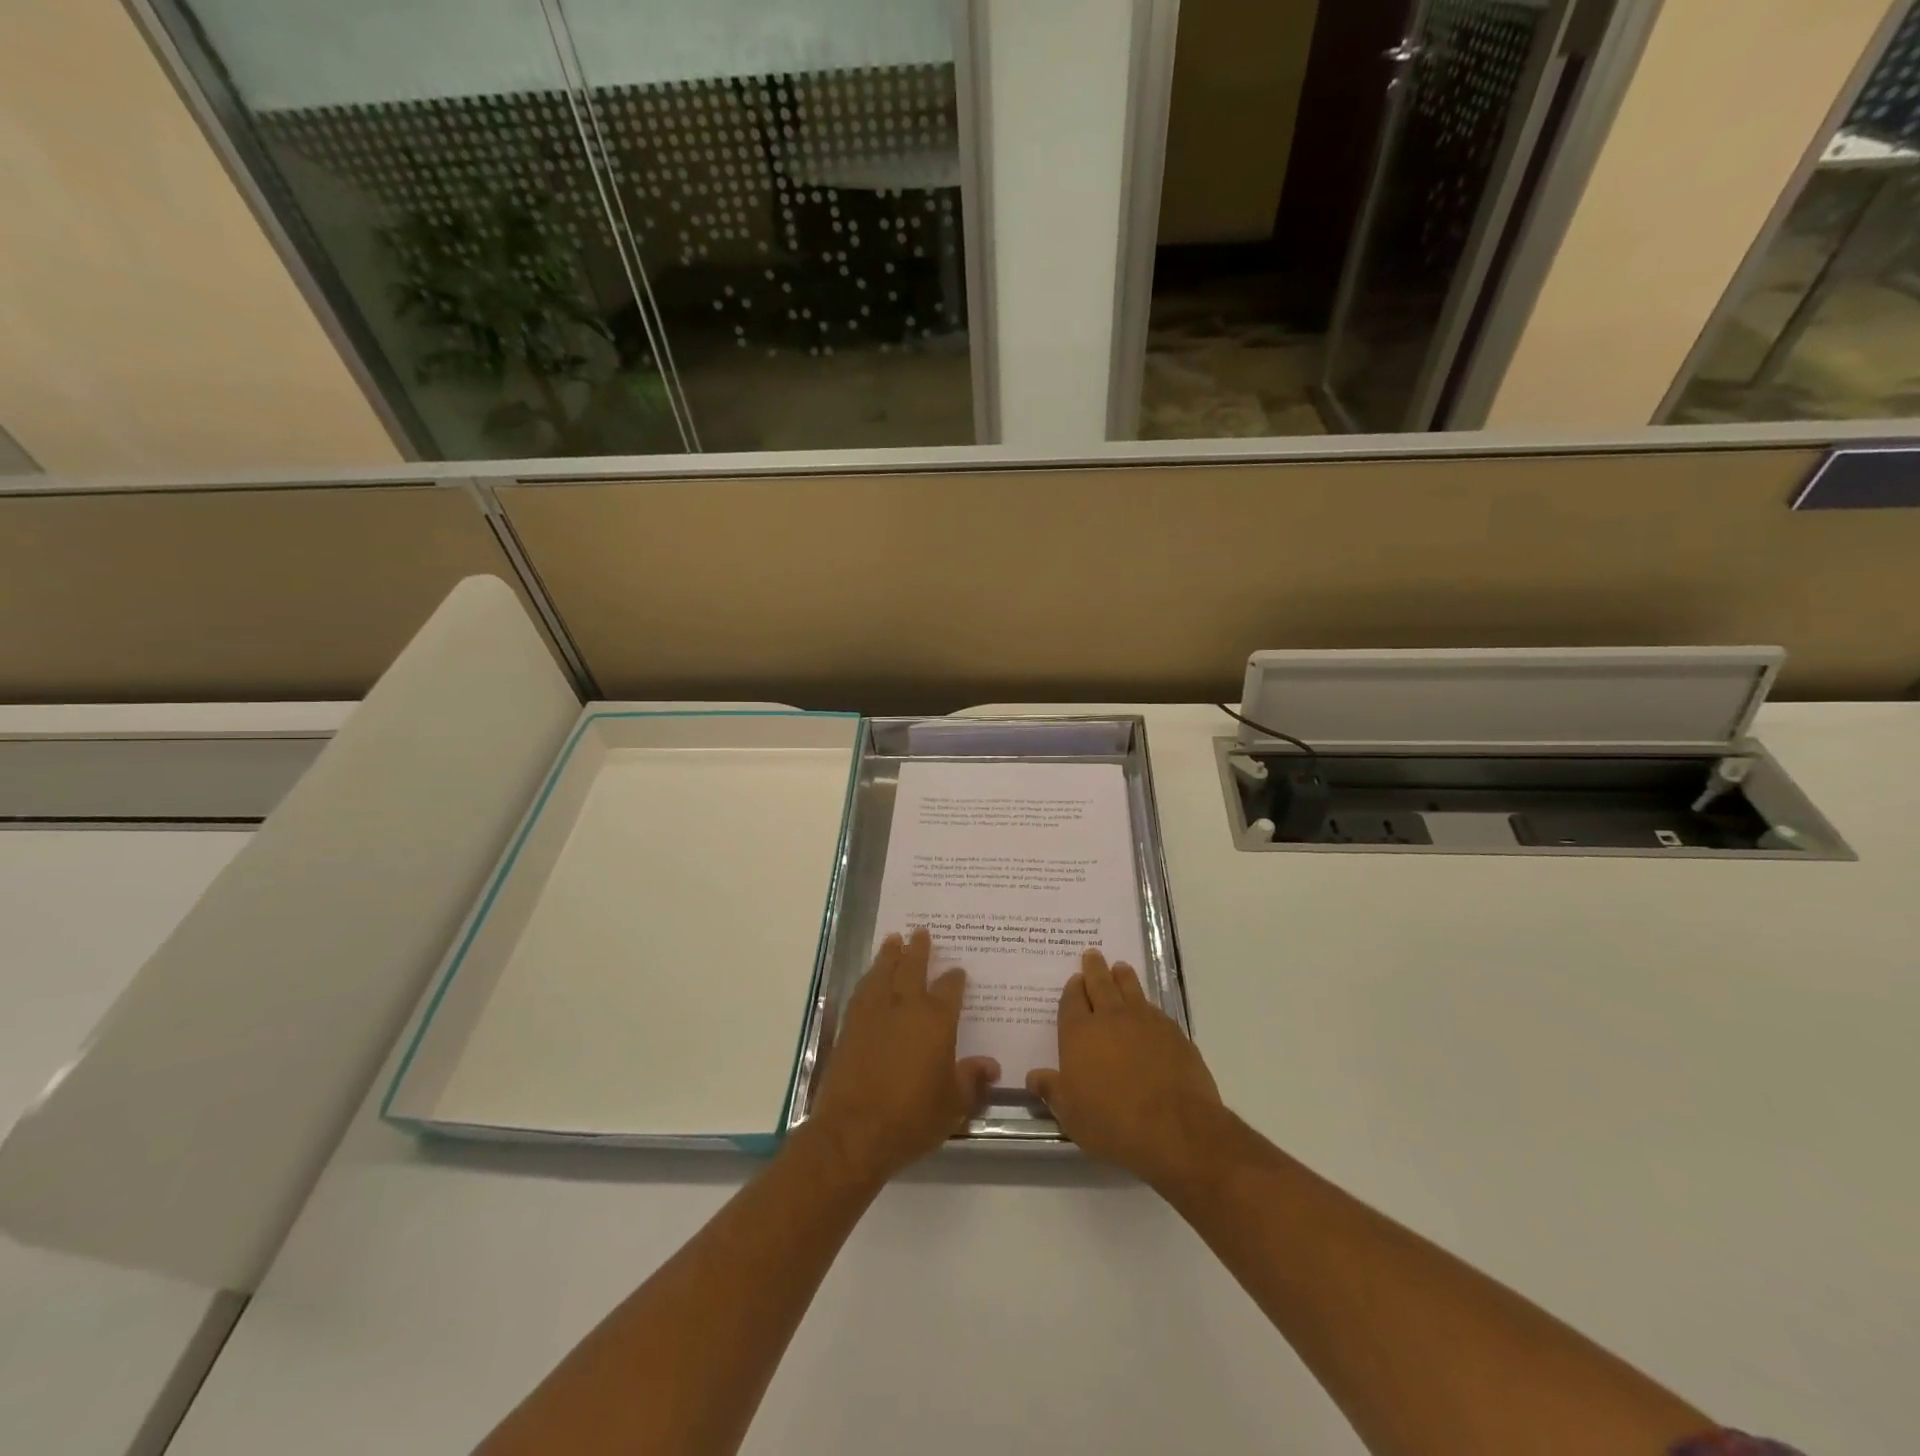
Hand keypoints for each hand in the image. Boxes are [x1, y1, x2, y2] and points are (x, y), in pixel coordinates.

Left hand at [806, 929, 997, 1185]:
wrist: (855, 1131)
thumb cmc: (912, 1117)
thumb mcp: (953, 1104)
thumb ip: (972, 1079)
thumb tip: (991, 1066)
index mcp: (937, 1020)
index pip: (950, 989)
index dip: (955, 979)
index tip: (958, 972)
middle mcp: (906, 1006)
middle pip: (913, 967)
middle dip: (919, 949)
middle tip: (920, 931)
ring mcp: (874, 1012)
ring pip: (883, 972)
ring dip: (889, 954)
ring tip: (893, 940)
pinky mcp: (850, 1025)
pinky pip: (862, 990)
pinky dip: (868, 977)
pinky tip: (869, 977)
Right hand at [1027, 949, 1225, 1188]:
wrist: (1174, 1127)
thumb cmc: (1112, 1121)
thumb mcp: (1070, 1114)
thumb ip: (1051, 1090)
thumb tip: (1033, 1076)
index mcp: (1079, 1033)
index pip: (1072, 1001)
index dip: (1072, 989)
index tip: (1074, 979)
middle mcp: (1110, 1017)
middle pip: (1100, 984)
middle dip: (1094, 968)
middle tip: (1092, 954)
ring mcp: (1144, 1021)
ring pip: (1130, 988)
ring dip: (1122, 976)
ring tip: (1119, 968)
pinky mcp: (1173, 1032)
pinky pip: (1154, 1008)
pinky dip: (1146, 1003)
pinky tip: (1147, 1008)